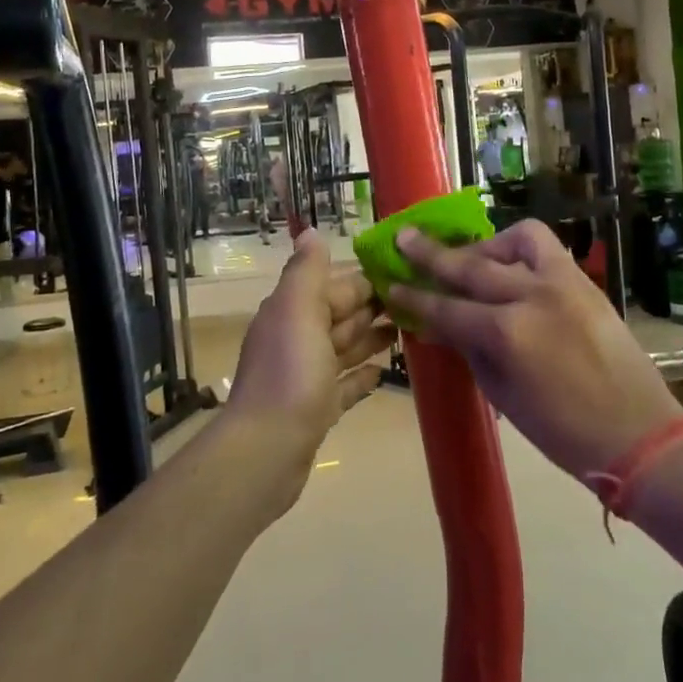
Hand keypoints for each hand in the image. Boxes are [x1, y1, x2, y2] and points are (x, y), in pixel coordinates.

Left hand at [225, 228, 394, 505]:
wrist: (267, 450)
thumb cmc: (290, 373)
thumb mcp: (298, 310)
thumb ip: (307, 271)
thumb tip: (310, 231)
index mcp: (292, 311)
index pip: (334, 285)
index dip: (366, 278)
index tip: (403, 272)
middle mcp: (296, 338)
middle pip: (340, 314)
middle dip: (372, 305)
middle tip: (416, 299)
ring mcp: (306, 376)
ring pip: (343, 348)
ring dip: (371, 337)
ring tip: (407, 329)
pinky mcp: (316, 410)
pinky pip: (343, 386)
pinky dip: (361, 376)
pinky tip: (383, 372)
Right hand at [390, 220, 681, 479]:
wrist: (639, 435)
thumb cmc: (562, 431)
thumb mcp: (502, 394)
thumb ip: (470, 349)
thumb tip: (442, 323)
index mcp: (507, 335)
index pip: (446, 309)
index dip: (414, 298)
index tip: (391, 284)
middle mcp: (531, 297)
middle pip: (470, 266)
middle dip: (431, 254)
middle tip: (405, 238)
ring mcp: (563, 283)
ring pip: (514, 241)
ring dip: (486, 246)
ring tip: (472, 259)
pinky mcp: (584, 281)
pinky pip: (546, 248)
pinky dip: (521, 249)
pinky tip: (511, 265)